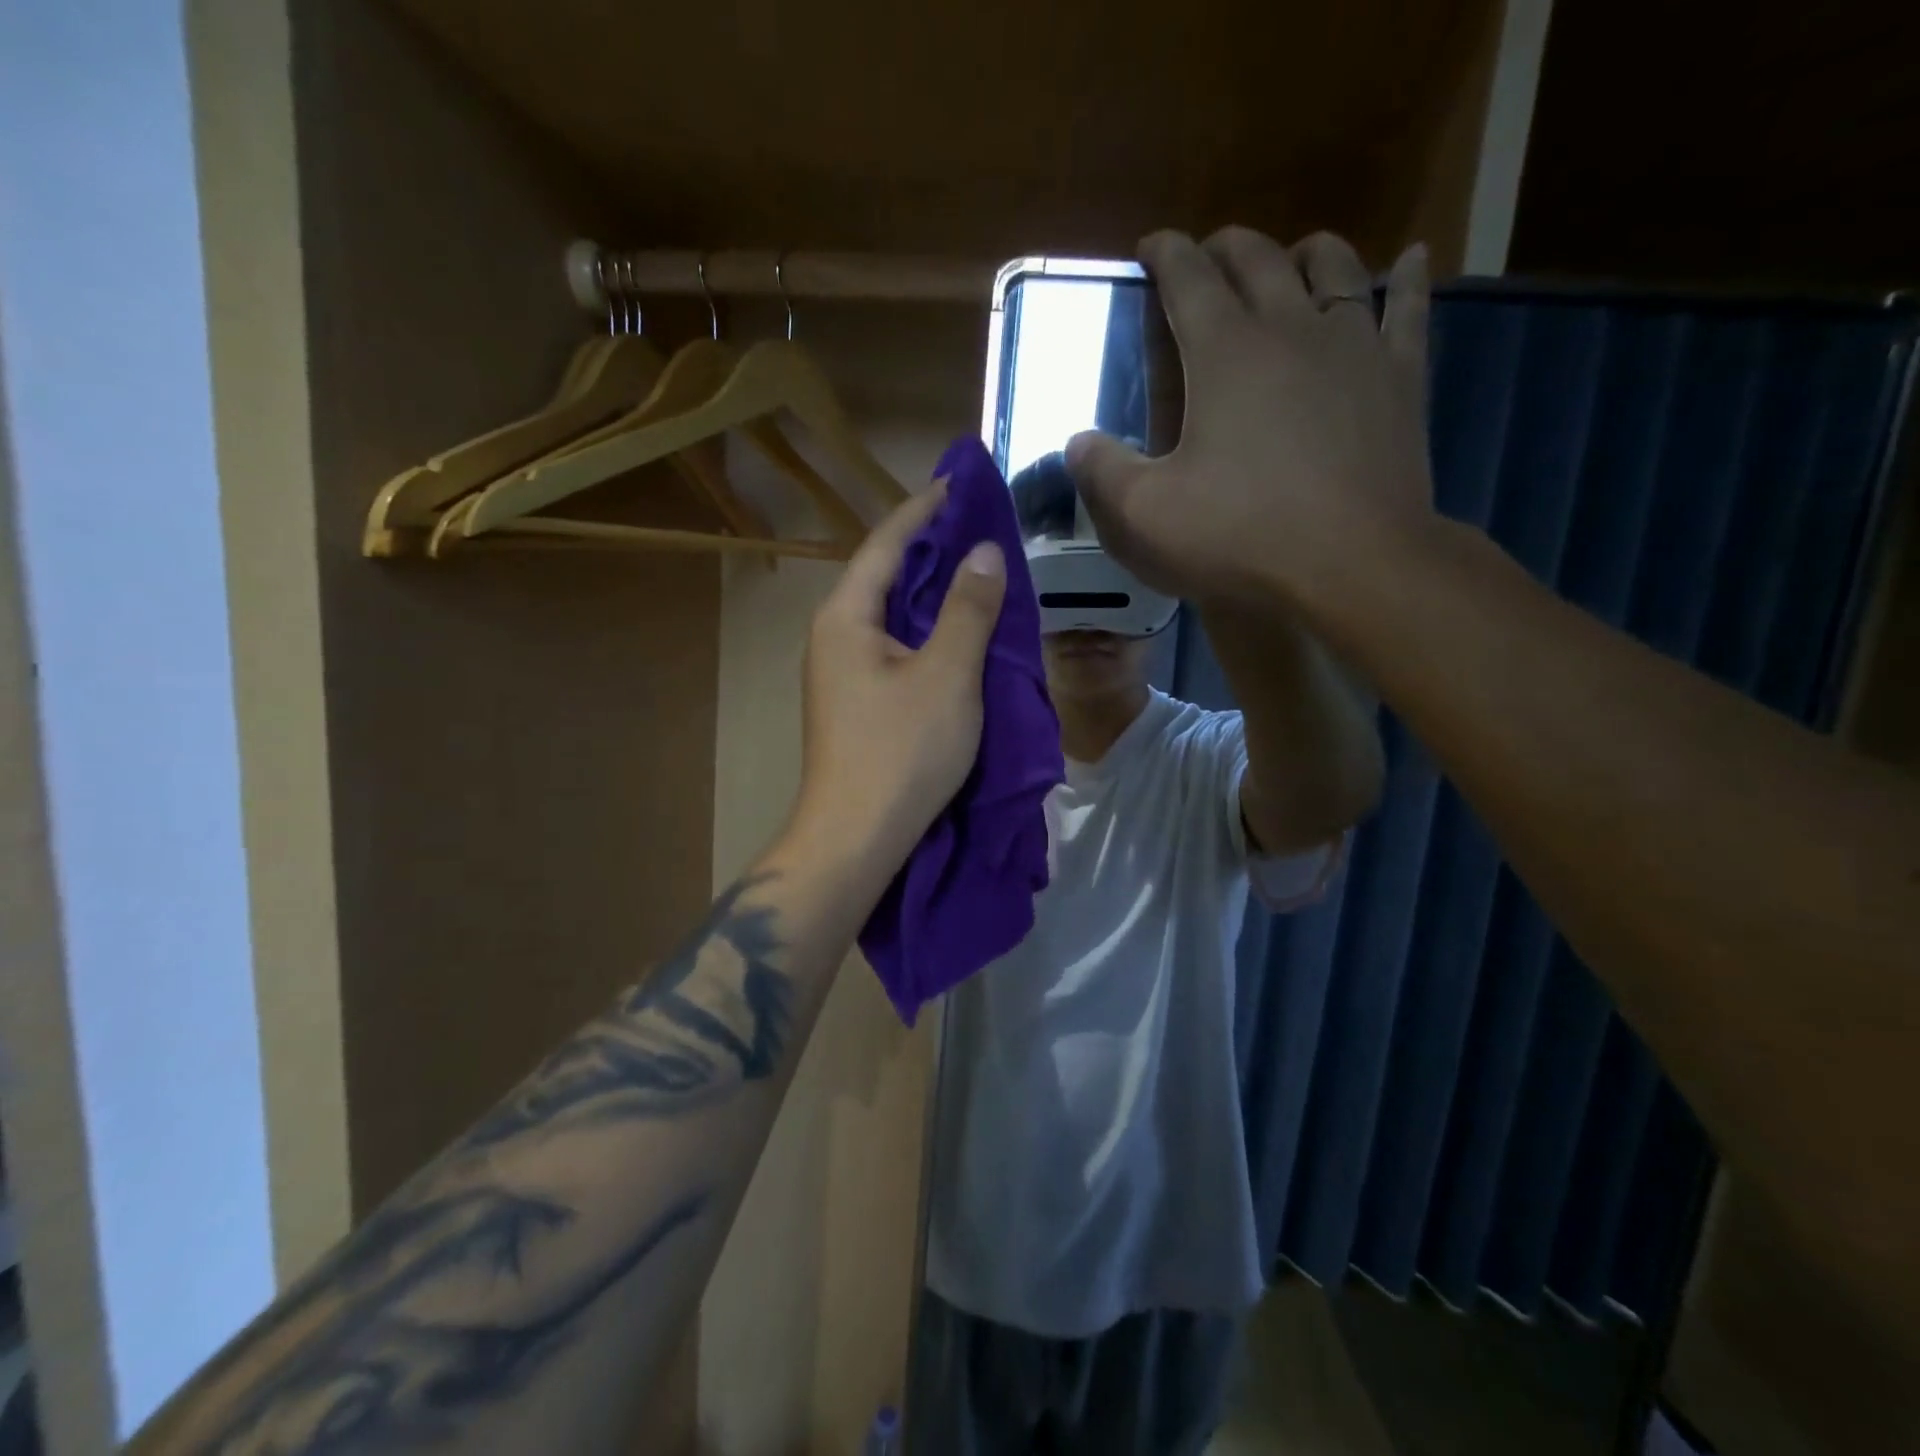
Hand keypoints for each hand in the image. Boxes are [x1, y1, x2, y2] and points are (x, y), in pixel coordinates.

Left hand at [789, 486, 1007, 878]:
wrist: (855, 839)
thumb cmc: (902, 752)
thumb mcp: (948, 675)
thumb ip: (968, 609)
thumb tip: (984, 551)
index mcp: (846, 616)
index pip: (887, 543)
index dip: (925, 510)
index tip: (960, 481)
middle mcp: (834, 635)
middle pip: (885, 575)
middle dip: (931, 548)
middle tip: (979, 525)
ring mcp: (840, 672)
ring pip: (891, 614)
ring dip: (932, 591)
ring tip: (976, 570)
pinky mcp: (855, 702)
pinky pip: (893, 646)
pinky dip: (926, 630)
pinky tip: (957, 632)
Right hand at [1068, 227, 1434, 610]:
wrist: (1352, 564)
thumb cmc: (1239, 537)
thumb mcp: (1144, 516)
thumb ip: (1101, 473)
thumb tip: (1078, 442)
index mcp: (1223, 353)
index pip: (1188, 278)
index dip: (1165, 254)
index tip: (1150, 246)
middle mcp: (1290, 328)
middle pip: (1258, 261)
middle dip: (1226, 247)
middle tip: (1208, 253)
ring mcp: (1354, 348)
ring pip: (1335, 270)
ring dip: (1306, 253)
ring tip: (1293, 254)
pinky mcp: (1401, 379)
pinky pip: (1410, 311)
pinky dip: (1409, 280)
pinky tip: (1412, 260)